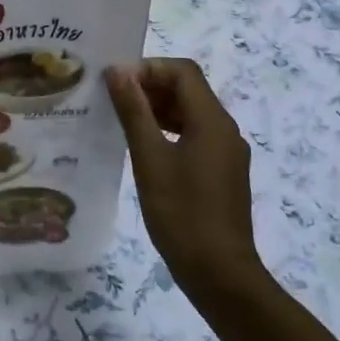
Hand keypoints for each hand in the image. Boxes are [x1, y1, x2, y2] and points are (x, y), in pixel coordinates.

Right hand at [105, 60, 261, 297]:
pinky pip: (195, 137)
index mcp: (212, 120)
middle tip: (112, 99)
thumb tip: (118, 72)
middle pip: (189, 90)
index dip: (149, 68)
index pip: (183, 72)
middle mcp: (225, 129)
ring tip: (122, 120)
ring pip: (191, 114)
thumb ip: (134, 112)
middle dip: (151, 87)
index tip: (115, 82)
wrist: (219, 272)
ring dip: (158, 110)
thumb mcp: (150, 159)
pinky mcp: (222, 173)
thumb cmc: (181, 213)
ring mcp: (226, 153)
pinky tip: (144, 148)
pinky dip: (169, 131)